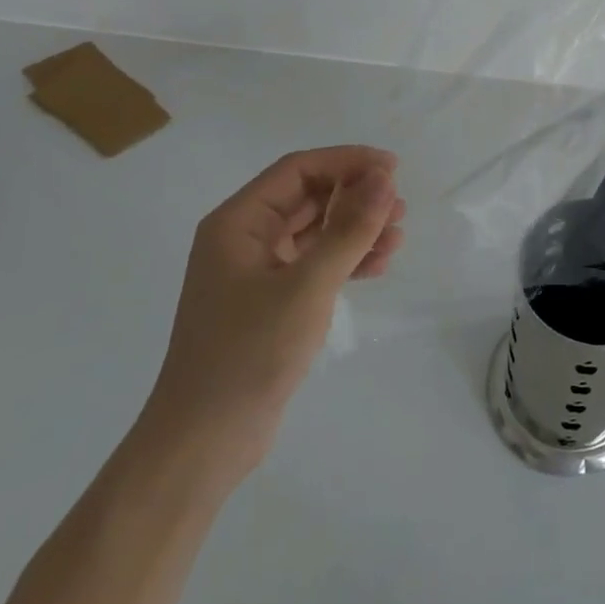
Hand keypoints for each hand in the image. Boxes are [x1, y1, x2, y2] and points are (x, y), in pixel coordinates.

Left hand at [138, 146, 404, 480]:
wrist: (205, 442)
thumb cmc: (249, 352)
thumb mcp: (307, 286)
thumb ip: (349, 230)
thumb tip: (385, 179)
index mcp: (238, 222)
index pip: (298, 170)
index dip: (347, 162)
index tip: (393, 168)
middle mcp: (244, 238)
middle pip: (308, 197)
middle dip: (356, 196)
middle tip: (399, 206)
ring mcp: (257, 272)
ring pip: (316, 231)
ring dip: (356, 228)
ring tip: (397, 236)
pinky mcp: (271, 302)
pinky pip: (315, 264)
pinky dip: (346, 260)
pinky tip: (378, 265)